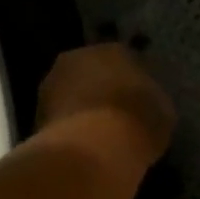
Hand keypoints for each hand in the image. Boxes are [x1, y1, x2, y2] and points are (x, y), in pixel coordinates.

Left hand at [34, 43, 176, 171]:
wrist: (94, 149)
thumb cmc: (137, 122)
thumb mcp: (162, 112)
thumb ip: (152, 100)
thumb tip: (147, 104)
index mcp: (114, 49)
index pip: (125, 58)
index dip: (132, 80)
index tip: (138, 99)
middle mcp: (79, 57)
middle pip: (92, 71)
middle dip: (101, 88)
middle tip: (115, 113)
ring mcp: (53, 83)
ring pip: (71, 92)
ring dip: (81, 106)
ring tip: (96, 132)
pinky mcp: (36, 112)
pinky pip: (60, 116)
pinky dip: (69, 126)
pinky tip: (81, 144)